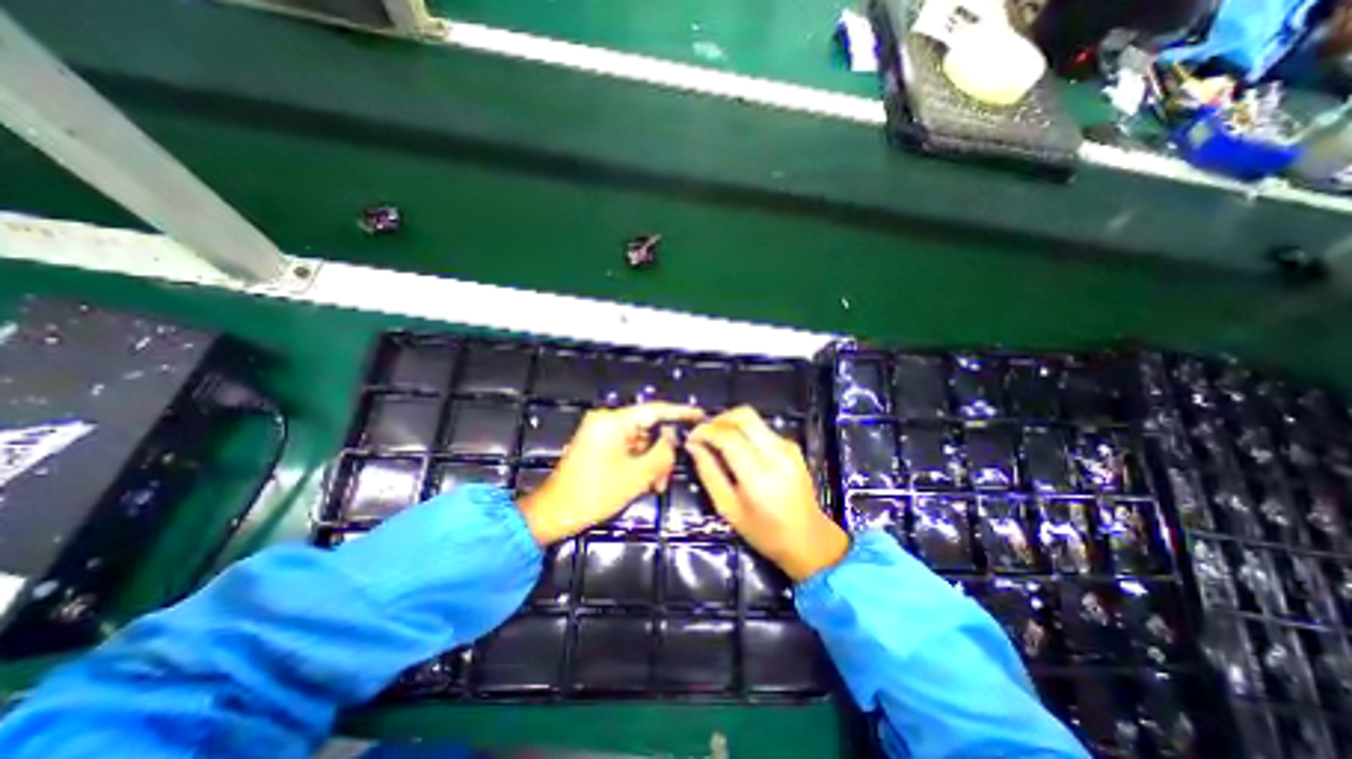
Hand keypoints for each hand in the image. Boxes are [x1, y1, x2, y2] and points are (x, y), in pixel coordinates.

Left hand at [519, 402, 703, 545]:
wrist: (554, 512)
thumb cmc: (595, 493)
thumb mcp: (637, 475)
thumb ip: (662, 452)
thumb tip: (672, 437)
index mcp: (613, 421)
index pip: (655, 410)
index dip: (680, 413)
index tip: (699, 415)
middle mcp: (606, 421)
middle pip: (647, 429)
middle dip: (660, 452)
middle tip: (667, 476)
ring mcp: (599, 433)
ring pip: (638, 441)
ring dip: (650, 462)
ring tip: (655, 485)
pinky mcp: (596, 445)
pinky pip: (625, 448)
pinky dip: (637, 463)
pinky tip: (643, 482)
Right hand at [687, 410, 842, 580]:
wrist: (809, 539)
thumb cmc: (765, 532)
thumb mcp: (728, 509)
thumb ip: (709, 473)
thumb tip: (693, 445)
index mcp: (759, 477)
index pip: (729, 437)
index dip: (706, 430)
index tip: (692, 436)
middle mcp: (777, 455)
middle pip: (744, 416)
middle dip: (718, 419)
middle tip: (704, 433)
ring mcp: (788, 448)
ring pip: (753, 418)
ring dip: (730, 422)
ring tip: (717, 439)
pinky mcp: (793, 446)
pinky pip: (762, 428)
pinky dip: (744, 431)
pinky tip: (737, 448)